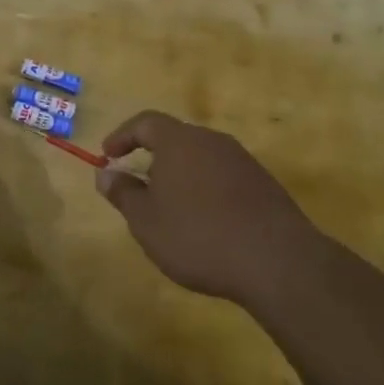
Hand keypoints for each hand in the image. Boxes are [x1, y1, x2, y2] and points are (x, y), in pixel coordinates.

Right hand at [95, 111, 329, 305]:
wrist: (278, 262)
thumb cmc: (198, 236)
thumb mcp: (146, 221)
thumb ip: (123, 193)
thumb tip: (106, 173)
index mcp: (179, 141)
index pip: (145, 122)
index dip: (122, 136)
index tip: (108, 156)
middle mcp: (212, 141)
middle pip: (175, 138)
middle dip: (152, 157)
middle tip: (137, 185)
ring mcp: (242, 161)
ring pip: (200, 158)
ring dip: (180, 175)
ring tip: (169, 208)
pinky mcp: (264, 184)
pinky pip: (223, 176)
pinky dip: (205, 189)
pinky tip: (204, 222)